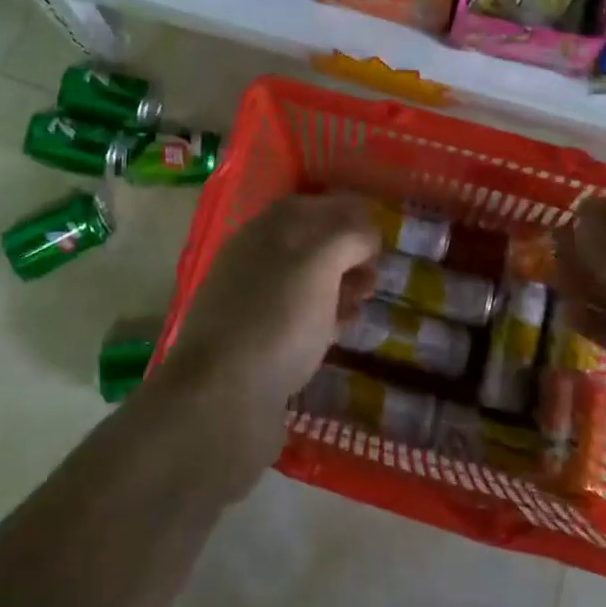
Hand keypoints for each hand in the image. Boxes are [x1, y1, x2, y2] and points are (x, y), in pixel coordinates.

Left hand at [152, 194, 379, 490]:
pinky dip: (326, 318)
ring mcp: (253, 304)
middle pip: (309, 243)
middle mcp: (254, 261)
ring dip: (341, 285)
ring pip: (306, 282)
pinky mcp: (258, 345)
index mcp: (264, 232)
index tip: (382, 227)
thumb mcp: (320, 262)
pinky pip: (299, 319)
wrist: (223, 401)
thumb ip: (348, 236)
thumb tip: (367, 234)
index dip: (347, 210)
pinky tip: (345, 331)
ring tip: (368, 299)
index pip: (310, 205)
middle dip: (348, 251)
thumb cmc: (277, 318)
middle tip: (378, 269)